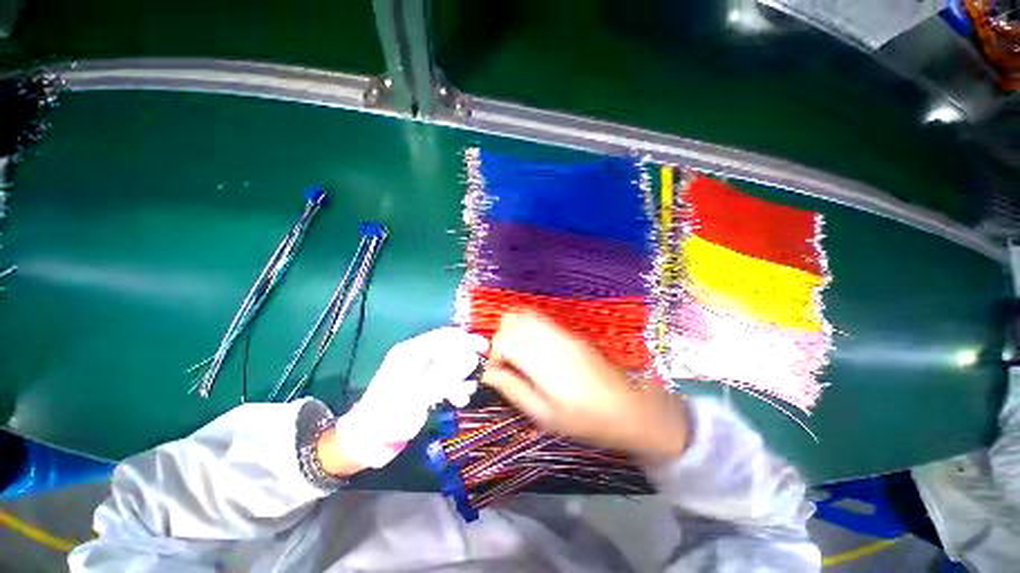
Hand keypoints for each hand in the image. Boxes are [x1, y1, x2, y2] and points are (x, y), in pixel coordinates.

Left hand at [329, 327, 487, 469]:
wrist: (368, 440)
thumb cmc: (390, 415)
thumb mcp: (418, 394)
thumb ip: (445, 375)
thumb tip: (471, 360)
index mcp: (411, 352)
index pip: (443, 336)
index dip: (465, 339)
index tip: (484, 347)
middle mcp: (416, 357)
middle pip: (448, 349)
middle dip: (466, 359)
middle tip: (481, 368)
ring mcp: (420, 371)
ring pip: (449, 365)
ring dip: (461, 376)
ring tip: (467, 392)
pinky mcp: (423, 385)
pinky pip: (444, 379)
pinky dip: (454, 386)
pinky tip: (459, 399)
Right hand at [482, 312, 690, 462]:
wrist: (627, 408)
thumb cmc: (583, 419)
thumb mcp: (543, 415)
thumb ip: (513, 390)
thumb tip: (488, 375)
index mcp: (541, 361)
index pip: (503, 340)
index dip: (493, 355)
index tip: (496, 373)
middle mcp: (550, 339)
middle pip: (512, 322)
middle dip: (501, 339)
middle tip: (506, 363)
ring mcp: (563, 333)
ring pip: (527, 316)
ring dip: (515, 331)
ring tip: (518, 354)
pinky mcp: (572, 334)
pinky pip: (542, 320)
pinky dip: (529, 328)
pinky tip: (535, 350)